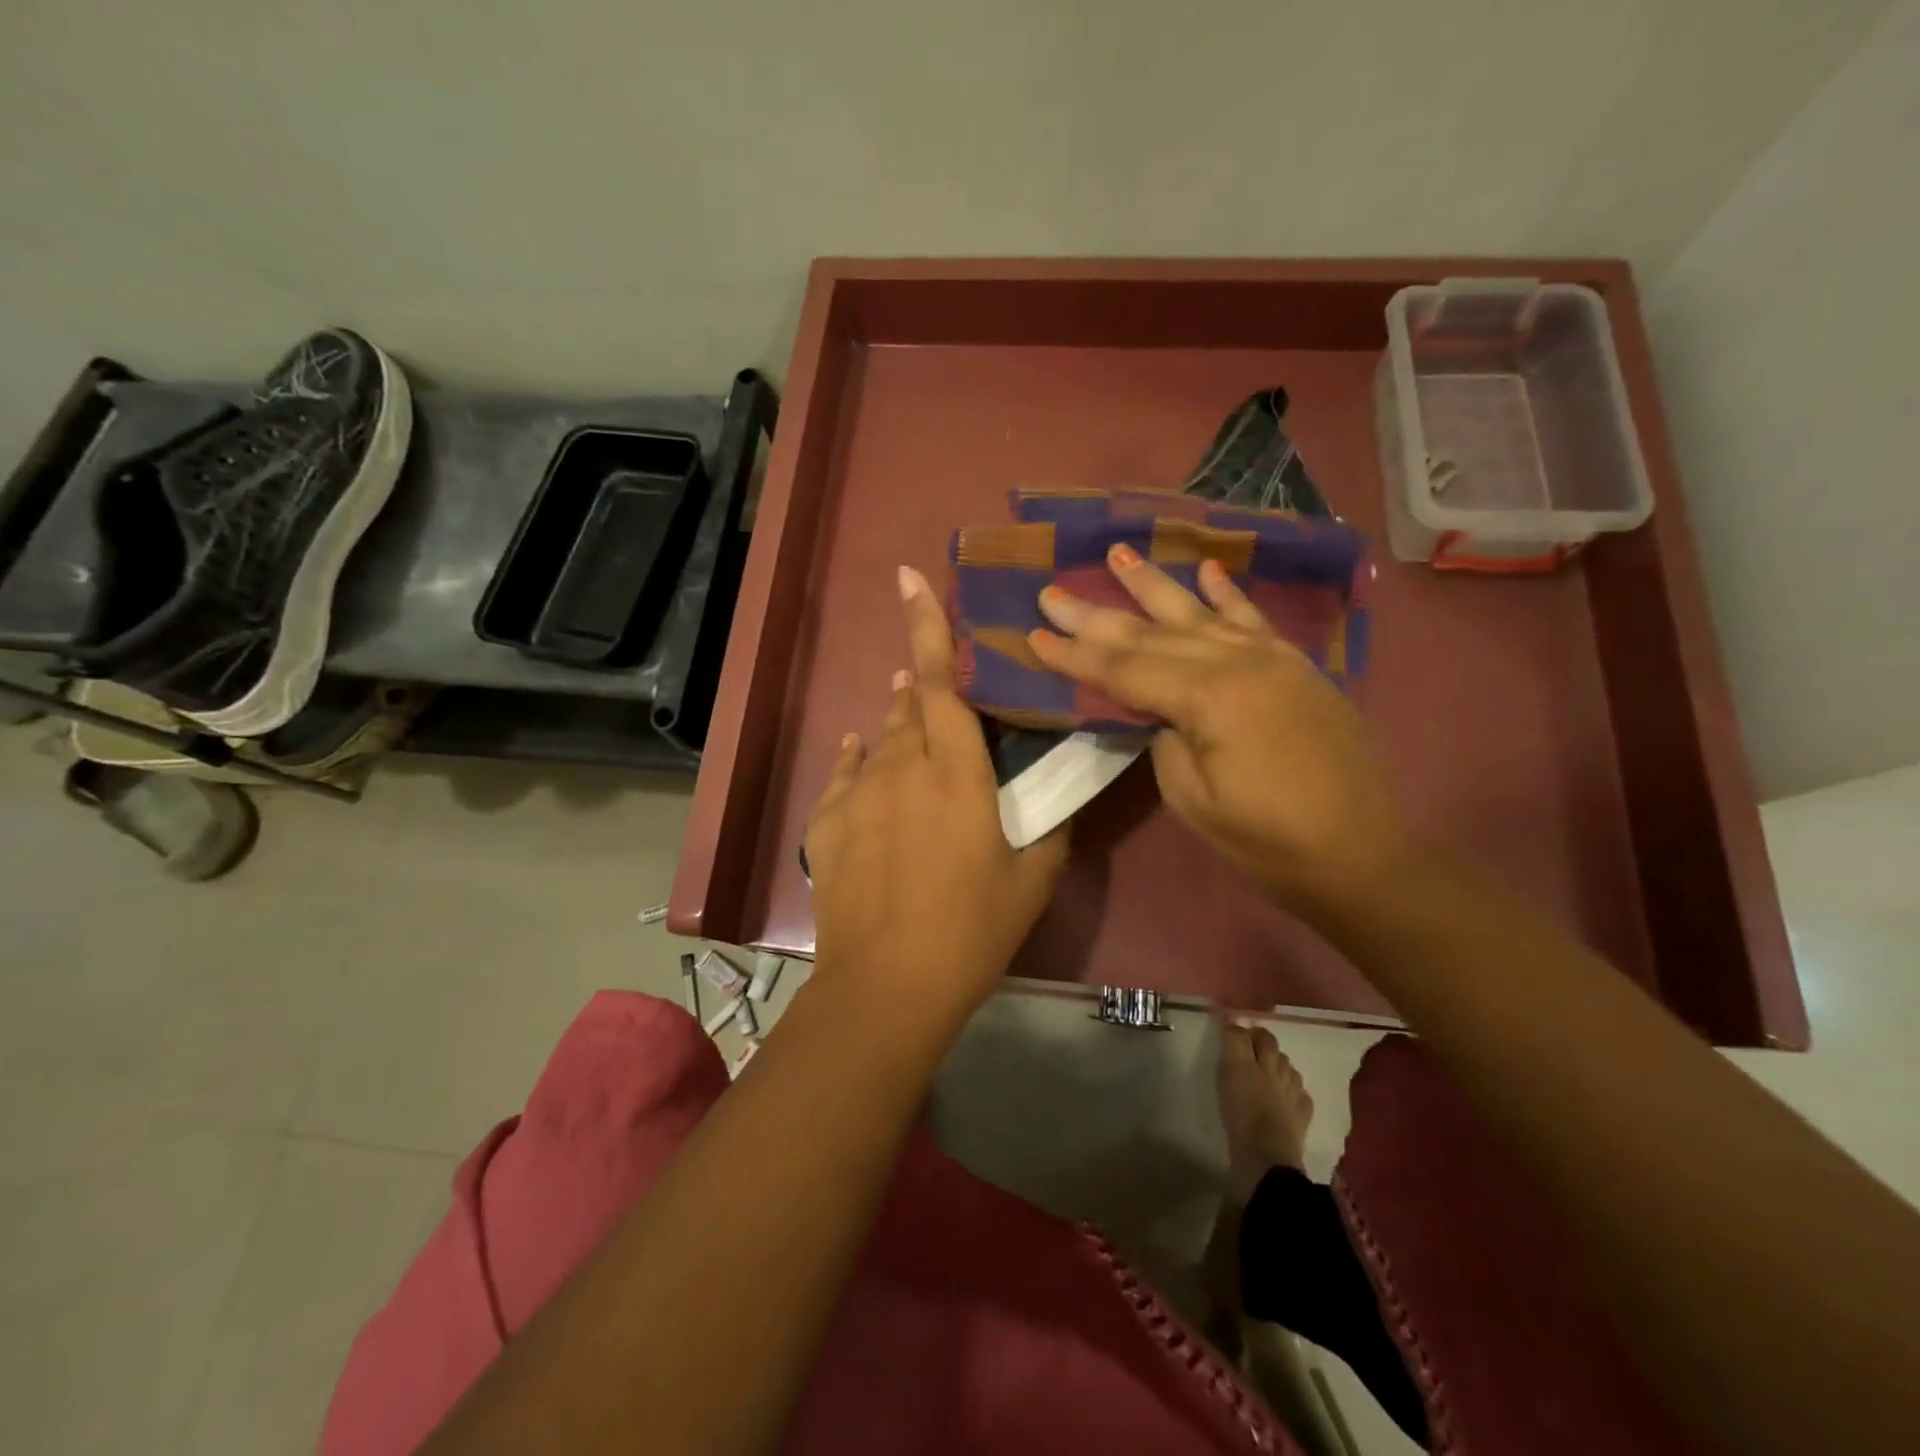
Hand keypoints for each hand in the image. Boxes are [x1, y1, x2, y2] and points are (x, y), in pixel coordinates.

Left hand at [805, 566, 1069, 1029]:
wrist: (888, 984)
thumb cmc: (972, 930)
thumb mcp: (1033, 880)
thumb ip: (1049, 828)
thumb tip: (1054, 797)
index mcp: (957, 775)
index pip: (939, 684)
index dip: (926, 628)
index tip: (909, 579)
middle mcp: (902, 769)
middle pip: (909, 708)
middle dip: (920, 688)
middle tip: (935, 690)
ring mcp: (858, 794)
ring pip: (879, 740)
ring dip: (896, 726)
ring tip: (908, 723)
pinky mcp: (828, 824)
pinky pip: (844, 775)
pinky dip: (858, 760)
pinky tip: (861, 756)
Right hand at [1029, 543, 1408, 918]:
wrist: (1360, 855)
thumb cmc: (1267, 840)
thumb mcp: (1194, 799)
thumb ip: (1165, 739)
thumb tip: (1158, 709)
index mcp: (1209, 699)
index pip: (1125, 669)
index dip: (1076, 654)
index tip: (1035, 632)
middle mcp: (1239, 663)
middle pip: (1152, 634)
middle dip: (1097, 614)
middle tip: (1053, 591)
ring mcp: (1272, 659)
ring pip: (1199, 613)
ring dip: (1154, 584)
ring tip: (1119, 553)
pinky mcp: (1296, 666)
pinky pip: (1253, 619)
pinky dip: (1226, 593)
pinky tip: (1205, 570)